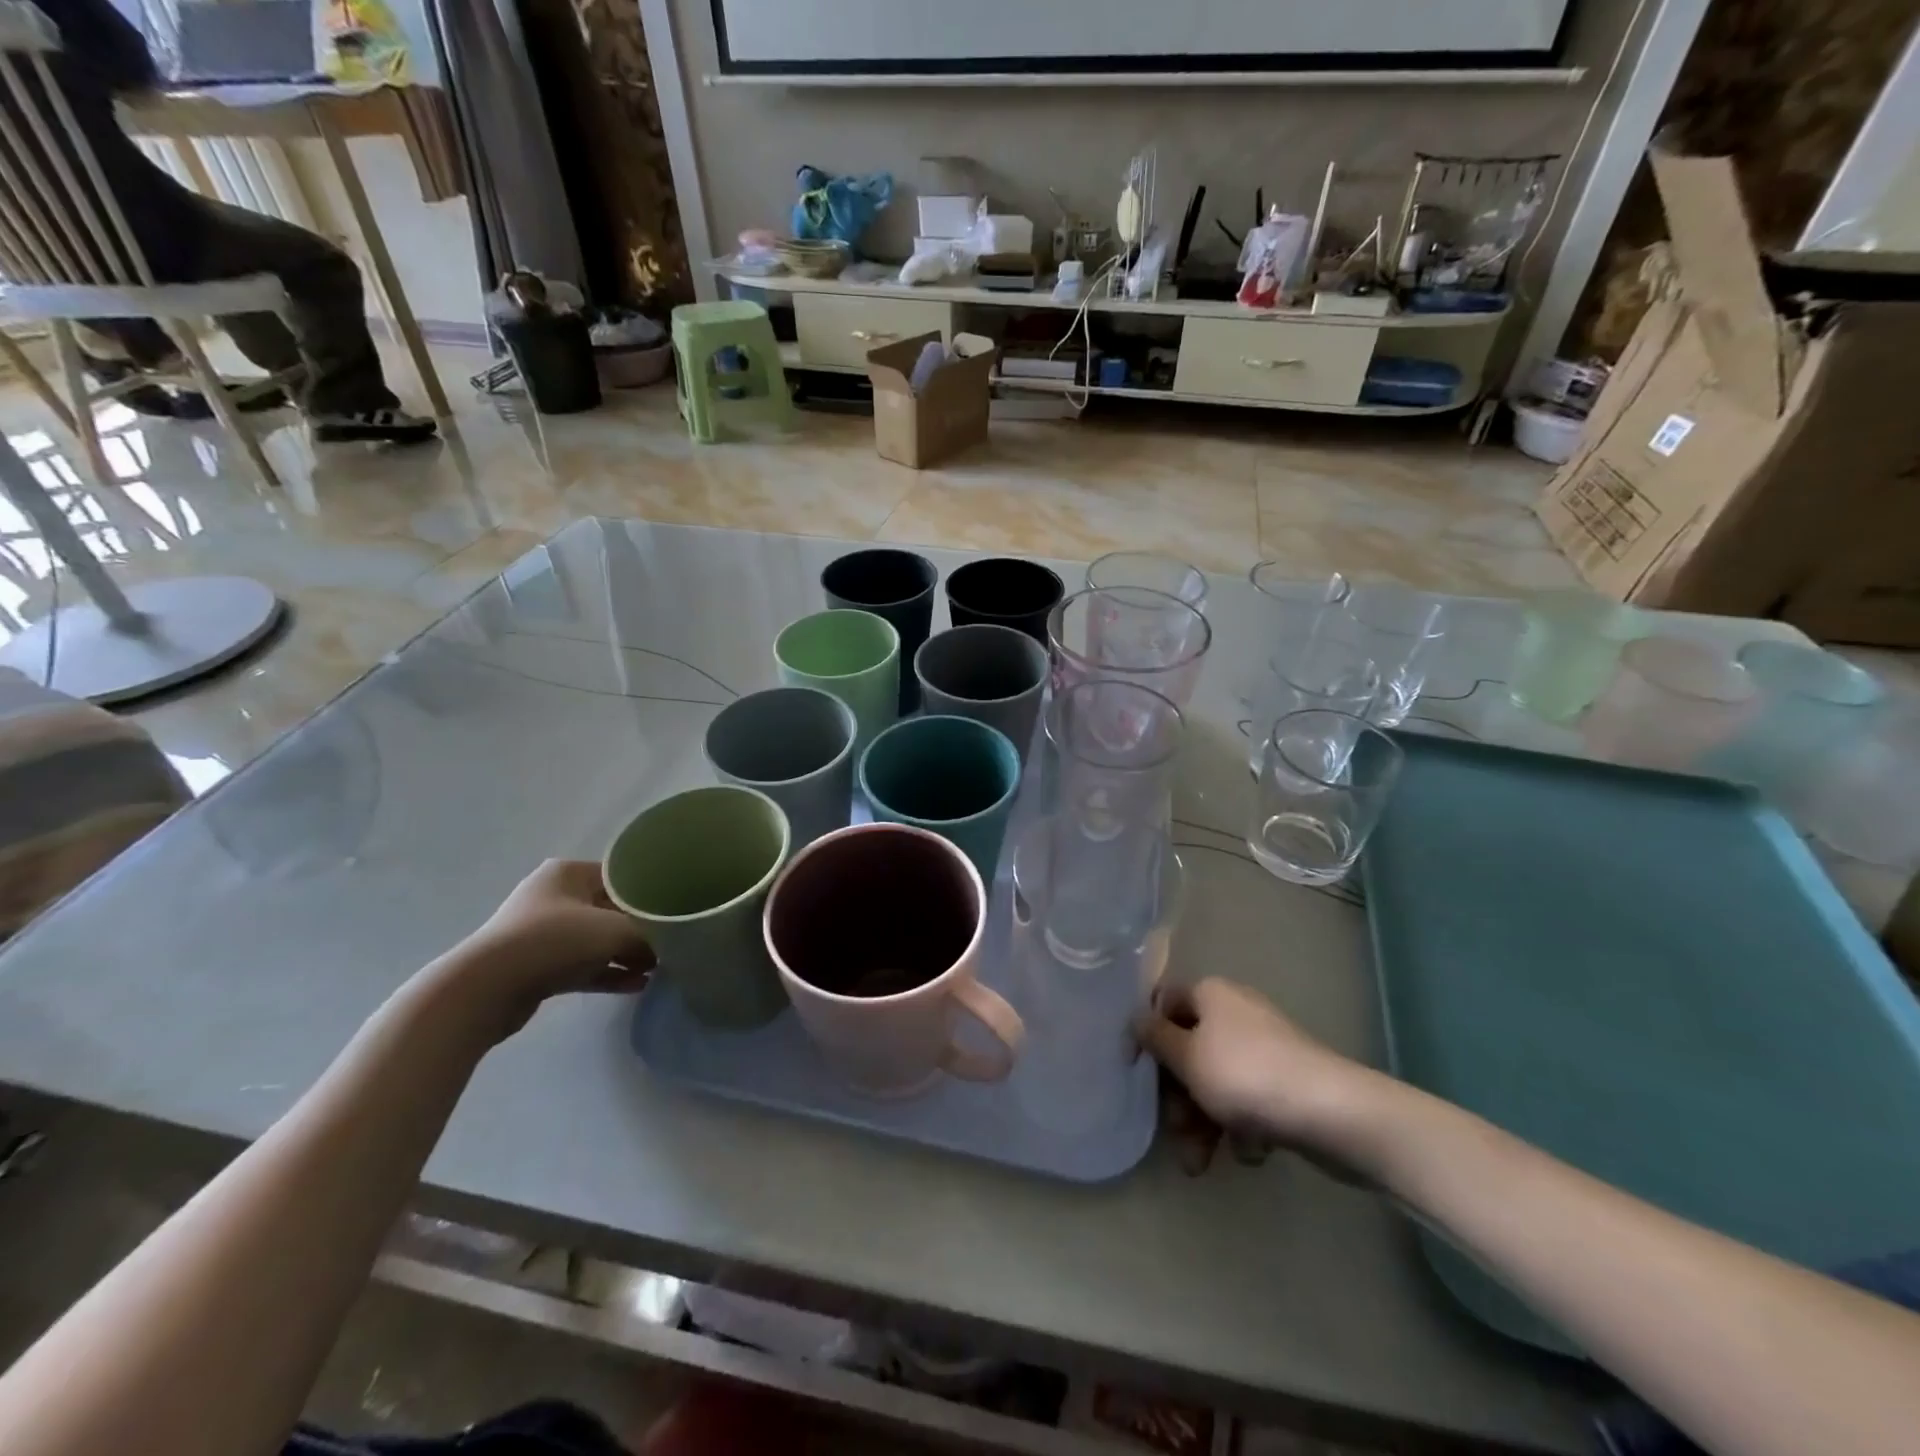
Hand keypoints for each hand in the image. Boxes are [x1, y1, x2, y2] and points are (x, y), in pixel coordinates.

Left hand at [449, 860, 655, 1033]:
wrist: (485, 990)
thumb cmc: (554, 941)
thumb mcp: (615, 931)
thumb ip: (649, 934)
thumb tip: (673, 944)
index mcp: (569, 873)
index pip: (622, 876)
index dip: (652, 893)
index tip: (676, 910)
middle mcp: (556, 896)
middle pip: (612, 909)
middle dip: (641, 928)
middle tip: (673, 941)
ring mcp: (545, 933)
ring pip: (599, 940)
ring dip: (628, 954)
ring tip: (661, 968)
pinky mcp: (540, 966)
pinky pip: (585, 965)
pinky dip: (609, 973)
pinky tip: (639, 986)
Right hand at [1138, 978, 1373, 1155]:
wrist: (1333, 1113)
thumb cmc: (1246, 1076)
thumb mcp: (1187, 1057)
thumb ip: (1155, 1038)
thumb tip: (1137, 1019)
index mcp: (1211, 995)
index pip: (1164, 1004)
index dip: (1146, 1035)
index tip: (1135, 1072)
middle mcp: (1236, 1013)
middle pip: (1190, 1049)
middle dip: (1178, 1096)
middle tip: (1176, 1131)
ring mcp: (1265, 1048)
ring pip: (1217, 1081)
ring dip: (1203, 1121)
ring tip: (1199, 1164)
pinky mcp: (1287, 1081)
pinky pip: (1249, 1099)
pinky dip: (1242, 1125)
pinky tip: (1251, 1151)